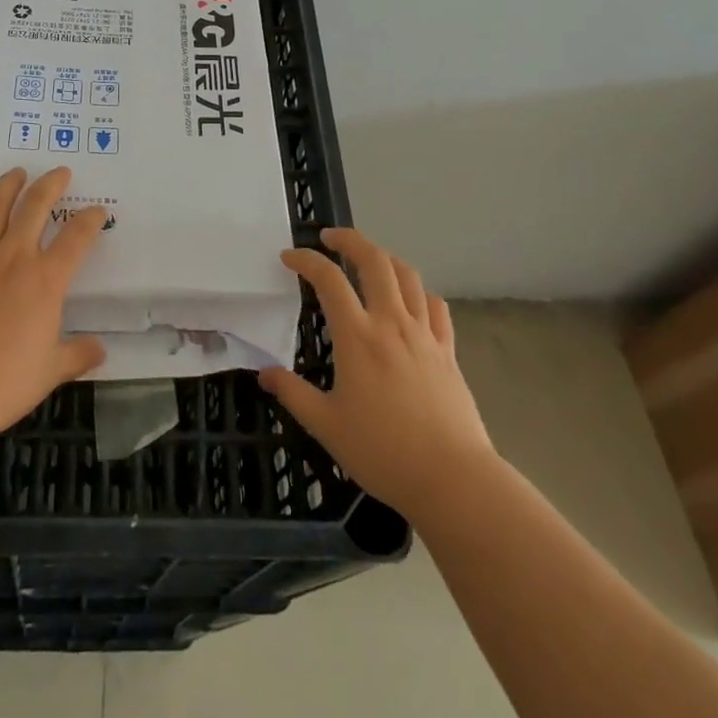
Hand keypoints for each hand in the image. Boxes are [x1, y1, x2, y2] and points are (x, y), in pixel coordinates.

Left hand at [0, 166, 107, 439]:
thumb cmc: (5, 383)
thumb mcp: (51, 372)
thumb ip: (78, 355)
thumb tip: (100, 350)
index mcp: (46, 281)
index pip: (76, 239)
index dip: (90, 220)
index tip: (97, 211)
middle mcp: (14, 259)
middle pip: (35, 208)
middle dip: (51, 185)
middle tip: (60, 172)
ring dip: (8, 186)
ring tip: (17, 172)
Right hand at [260, 228, 493, 521]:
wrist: (452, 479)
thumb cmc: (383, 452)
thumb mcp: (326, 426)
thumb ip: (293, 394)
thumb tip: (264, 373)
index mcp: (357, 336)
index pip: (328, 279)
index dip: (306, 261)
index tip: (289, 257)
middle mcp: (391, 322)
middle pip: (374, 260)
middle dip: (349, 240)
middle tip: (329, 238)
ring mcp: (424, 333)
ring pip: (407, 275)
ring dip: (383, 256)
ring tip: (367, 258)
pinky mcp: (447, 350)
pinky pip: (435, 305)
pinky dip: (418, 291)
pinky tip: (410, 297)